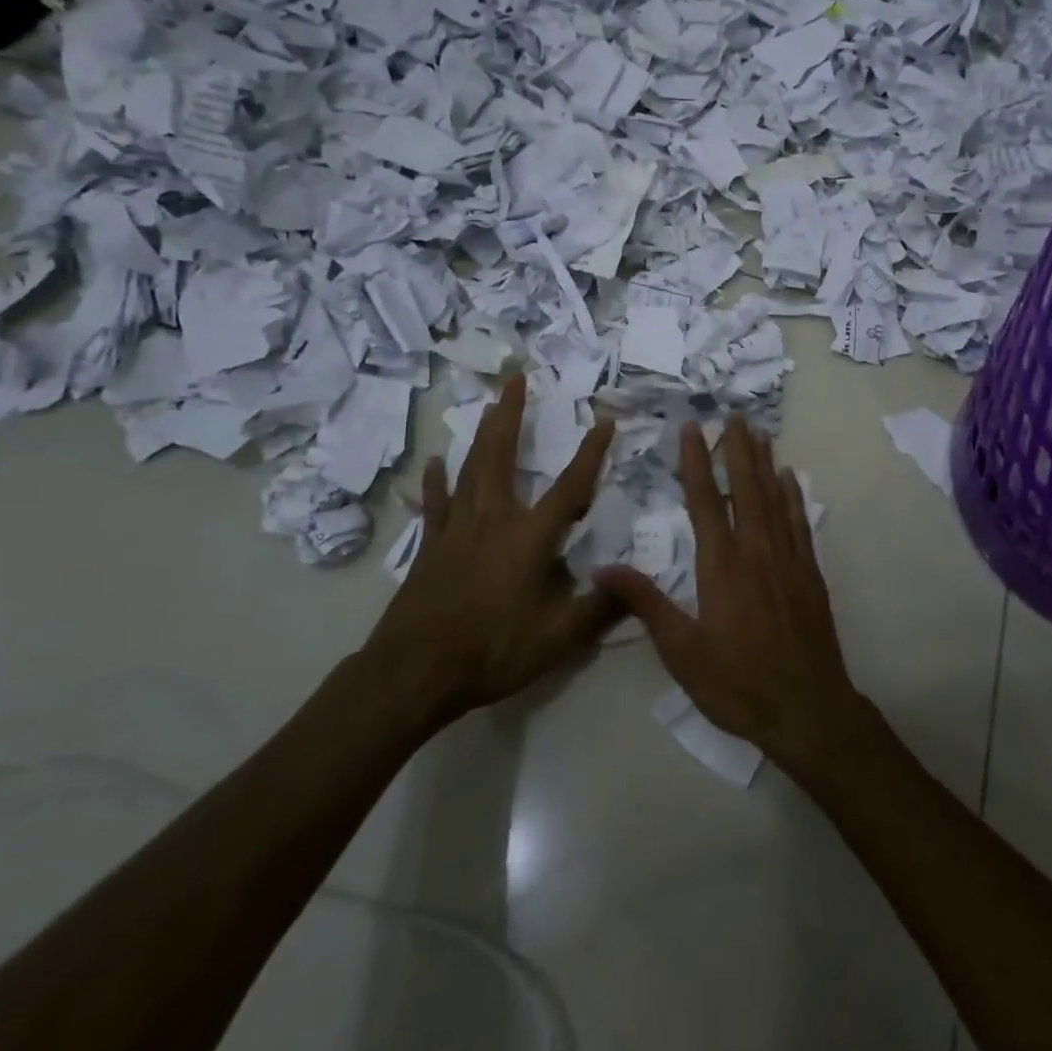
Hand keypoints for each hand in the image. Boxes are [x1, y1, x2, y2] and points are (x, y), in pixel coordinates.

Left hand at [359, 374, 625, 730]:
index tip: (605, 419)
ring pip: (470, 469)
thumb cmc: (492, 650)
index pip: (570, 486)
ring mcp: (456, 529)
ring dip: (481, 434)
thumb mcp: (558, 638)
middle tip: (516, 378)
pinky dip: (437, 481)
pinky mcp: (431, 546)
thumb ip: (600, 608)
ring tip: (487, 405)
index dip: (591, 453)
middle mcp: (493, 519)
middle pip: (503, 455)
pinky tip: (435, 463)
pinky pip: (436, 503)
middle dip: (512, 414)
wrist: (415, 672)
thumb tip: (636, 582)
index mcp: (529, 537)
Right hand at [595, 416, 869, 776]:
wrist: (807, 708)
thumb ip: (646, 604)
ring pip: (774, 498)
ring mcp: (788, 559)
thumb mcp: (681, 651)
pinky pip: (800, 523)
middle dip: (737, 448)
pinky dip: (794, 496)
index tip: (692, 428)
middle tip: (734, 414)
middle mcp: (755, 550)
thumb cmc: (737, 683)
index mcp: (720, 565)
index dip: (697, 461)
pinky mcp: (810, 573)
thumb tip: (603, 567)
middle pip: (745, 488)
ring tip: (759, 432)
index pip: (705, 500)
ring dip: (765, 463)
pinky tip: (791, 478)